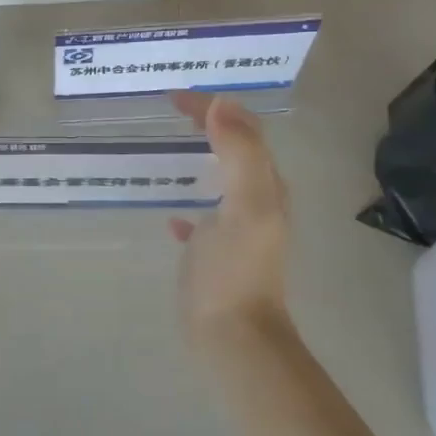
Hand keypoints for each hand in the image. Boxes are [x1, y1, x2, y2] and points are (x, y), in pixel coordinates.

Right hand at [168, 92, 291, 345]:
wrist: (233, 337)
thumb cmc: (236, 268)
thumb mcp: (246, 204)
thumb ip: (239, 153)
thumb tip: (221, 104)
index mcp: (266, 186)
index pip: (244, 130)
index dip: (213, 107)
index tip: (174, 98)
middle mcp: (257, 203)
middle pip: (235, 150)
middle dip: (208, 125)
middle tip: (171, 112)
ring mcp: (237, 231)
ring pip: (220, 181)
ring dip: (200, 158)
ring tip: (170, 147)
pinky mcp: (217, 256)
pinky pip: (203, 219)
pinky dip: (188, 206)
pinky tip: (171, 216)